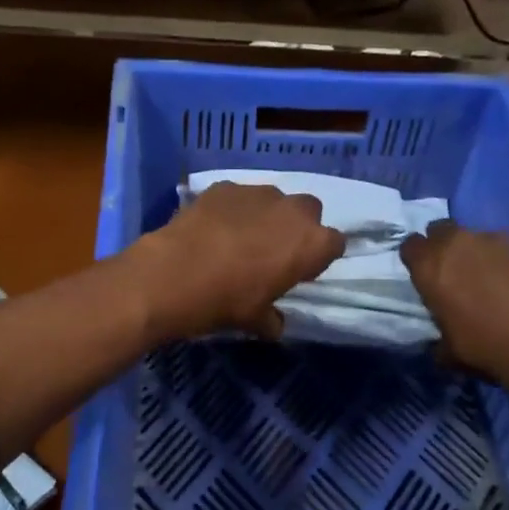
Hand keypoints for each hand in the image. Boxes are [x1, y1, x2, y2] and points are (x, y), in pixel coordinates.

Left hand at [132, 182, 345, 341]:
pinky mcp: (225, 186)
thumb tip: (274, 324)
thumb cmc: (226, 301)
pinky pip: (238, 196)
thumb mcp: (255, 320)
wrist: (173, 275)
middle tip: (274, 250)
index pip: (335, 244)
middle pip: (309, 211)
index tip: (301, 271)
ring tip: (240, 238)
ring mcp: (258, 193)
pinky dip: (233, 209)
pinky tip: (213, 228)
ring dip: (265, 215)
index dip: (318, 258)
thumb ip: (272, 319)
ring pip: (273, 199)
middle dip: (297, 227)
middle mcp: (292, 210)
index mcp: (312, 243)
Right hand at [400, 221, 508, 397]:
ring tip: (490, 277)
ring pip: (476, 236)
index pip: (410, 245)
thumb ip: (438, 326)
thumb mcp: (447, 348)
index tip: (424, 274)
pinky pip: (507, 246)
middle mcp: (458, 243)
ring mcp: (495, 239)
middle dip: (443, 245)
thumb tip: (442, 330)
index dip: (416, 259)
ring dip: (476, 252)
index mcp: (430, 266)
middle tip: (454, 270)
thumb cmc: (485, 348)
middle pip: (441, 229)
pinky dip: (506, 259)